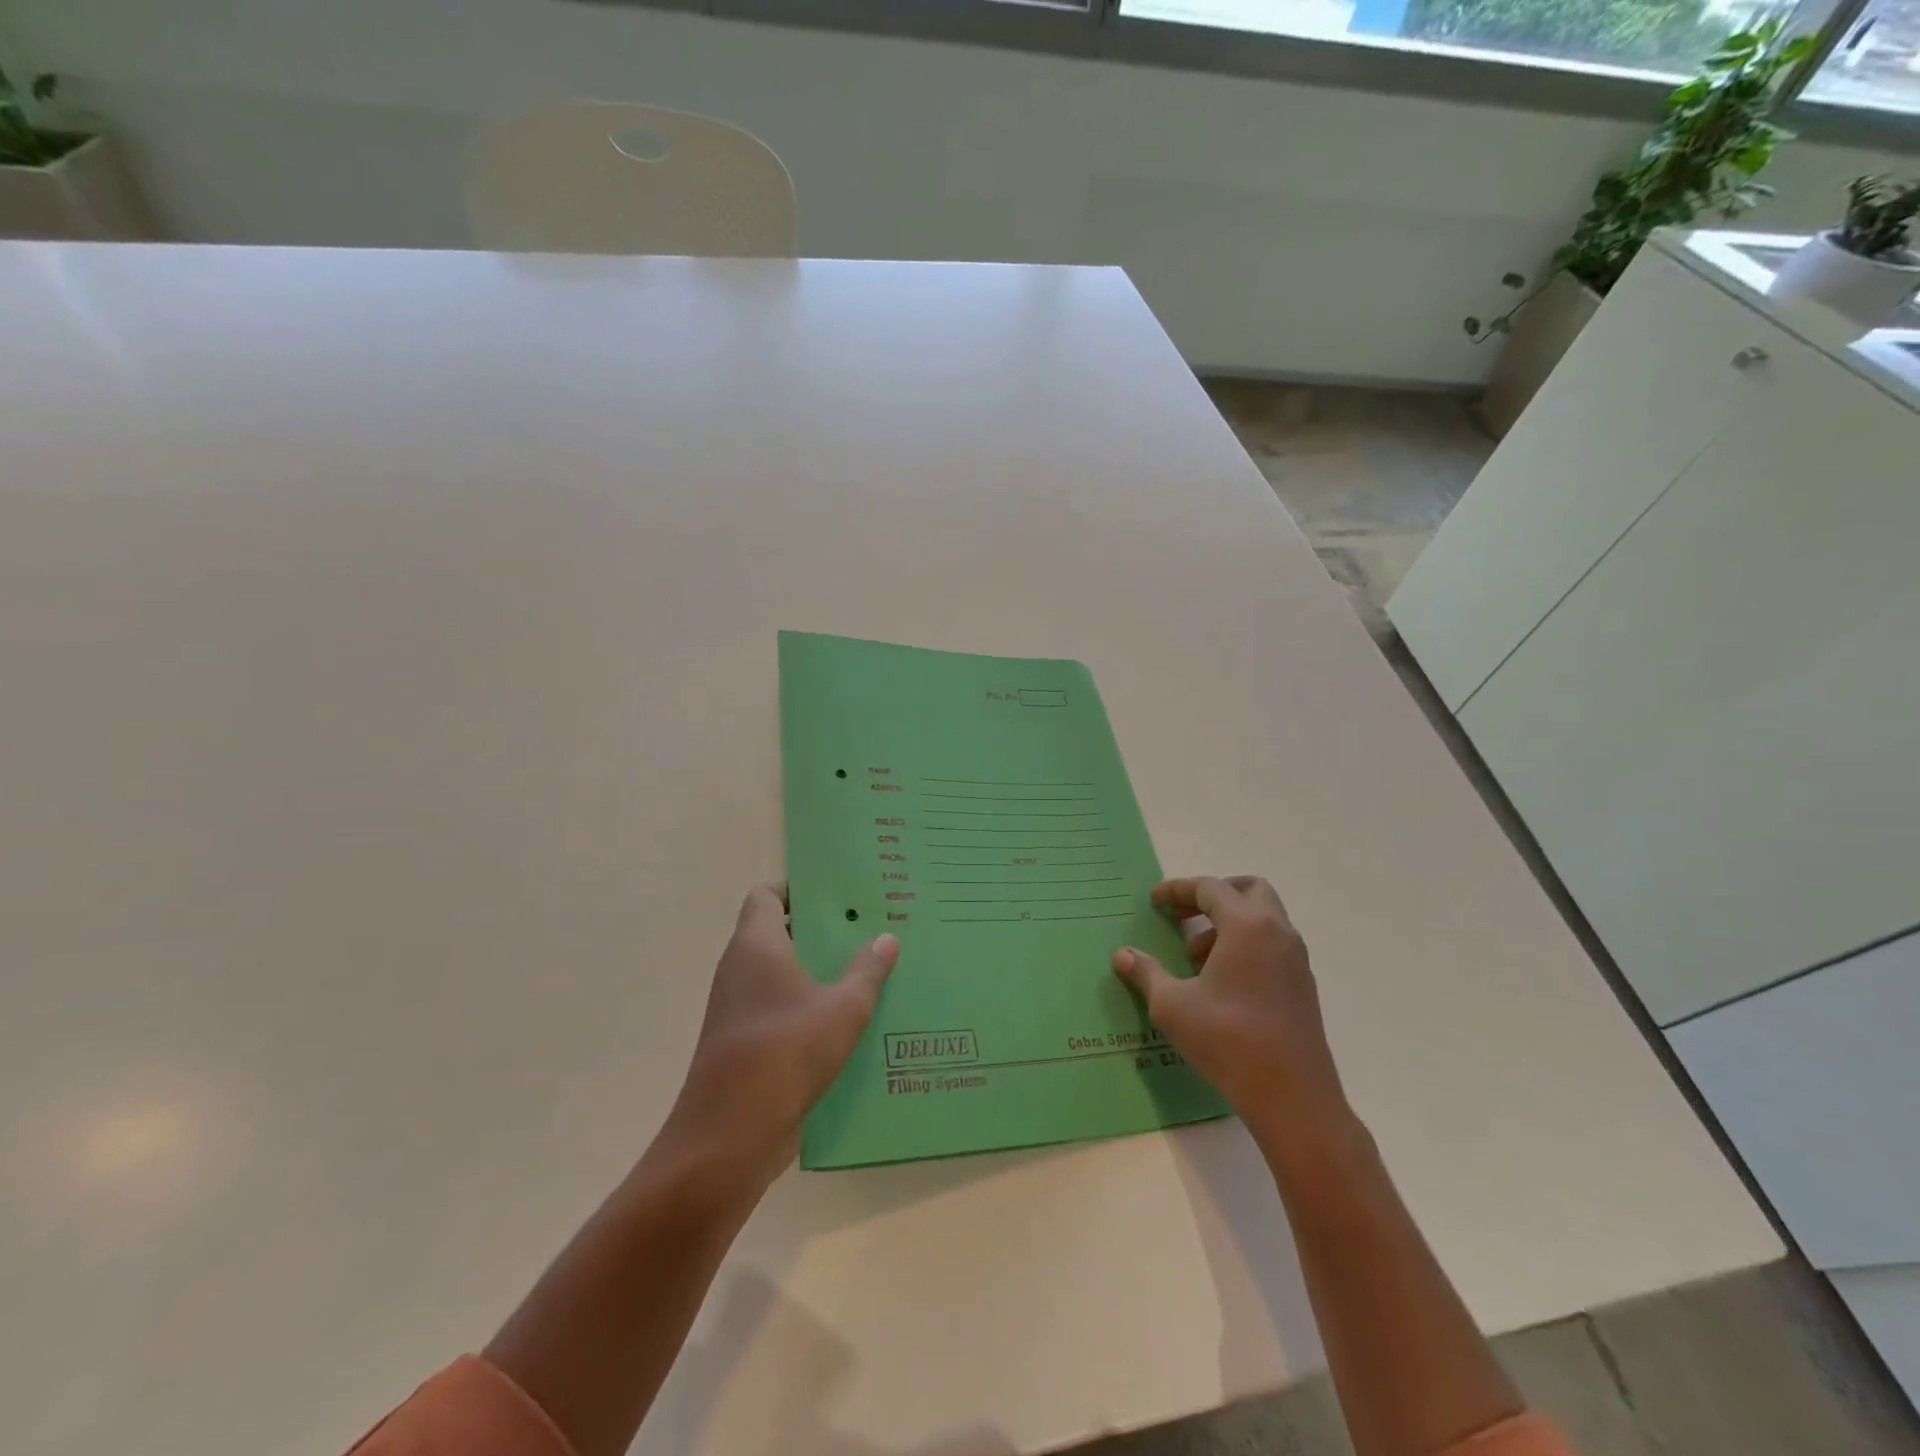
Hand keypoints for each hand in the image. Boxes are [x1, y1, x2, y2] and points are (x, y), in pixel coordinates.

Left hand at [660, 883, 898, 1188]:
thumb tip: (887, 937)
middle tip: (864, 929)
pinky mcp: (740, 1041)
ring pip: (779, 973)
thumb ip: (867, 971)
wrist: (729, 1136)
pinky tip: (844, 1020)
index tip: (836, 895)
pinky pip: (776, 1007)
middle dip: (818, 930)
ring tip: (863, 970)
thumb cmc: (786, 1053)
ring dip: (814, 971)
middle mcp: (739, 968)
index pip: (766, 896)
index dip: (797, 889)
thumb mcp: (843, 1009)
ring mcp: (736, 1007)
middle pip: (777, 932)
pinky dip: (804, 1005)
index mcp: (757, 945)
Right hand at [1113, 876, 1349, 1154]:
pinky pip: (1272, 945)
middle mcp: (1278, 933)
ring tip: (1196, 958)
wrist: (1293, 1099)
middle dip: (1214, 895)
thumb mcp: (1172, 1005)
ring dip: (1229, 923)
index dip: (1178, 890)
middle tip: (1184, 916)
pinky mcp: (1303, 987)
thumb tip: (1122, 955)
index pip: (1210, 888)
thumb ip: (1146, 973)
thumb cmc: (1227, 1041)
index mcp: (1247, 926)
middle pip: (1249, 890)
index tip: (1154, 901)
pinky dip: (1246, 946)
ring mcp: (1296, 960)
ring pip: (1264, 919)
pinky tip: (1221, 983)